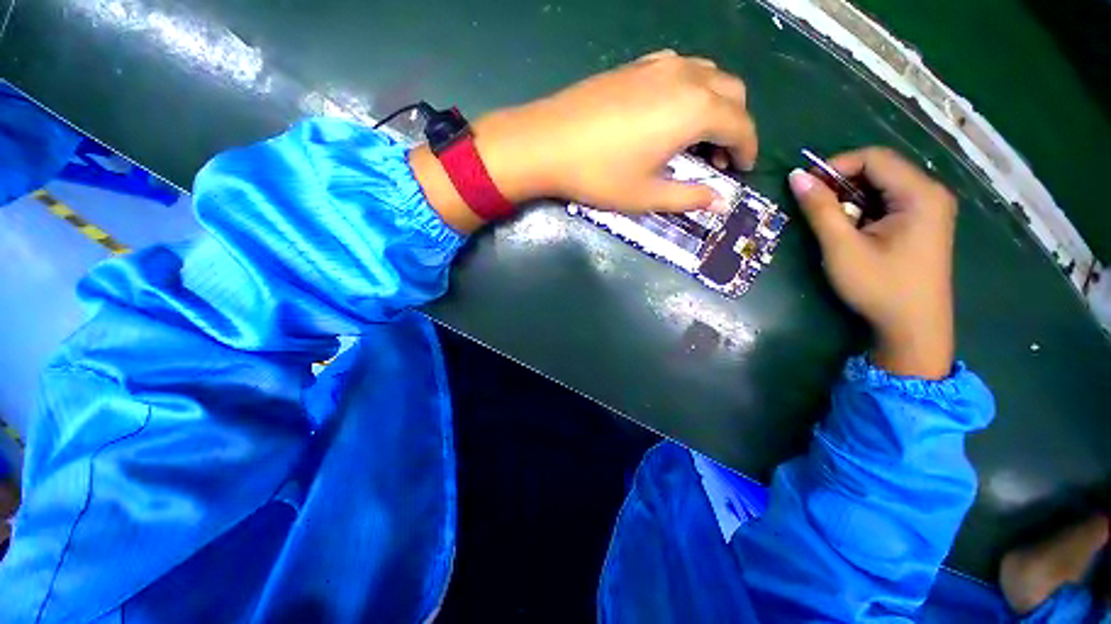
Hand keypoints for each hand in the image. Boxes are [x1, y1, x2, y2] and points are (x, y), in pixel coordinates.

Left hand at [412, 50, 757, 231]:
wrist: (546, 143)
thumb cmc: (599, 175)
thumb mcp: (646, 195)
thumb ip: (688, 197)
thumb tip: (721, 203)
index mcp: (694, 110)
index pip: (741, 125)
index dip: (748, 149)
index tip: (743, 170)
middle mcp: (685, 78)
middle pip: (732, 93)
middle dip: (736, 126)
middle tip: (719, 159)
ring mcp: (659, 65)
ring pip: (708, 76)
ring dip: (715, 105)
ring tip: (697, 139)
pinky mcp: (636, 65)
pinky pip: (680, 70)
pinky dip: (690, 90)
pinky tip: (670, 114)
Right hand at [788, 148, 956, 378]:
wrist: (913, 328)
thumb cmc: (879, 287)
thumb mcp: (842, 247)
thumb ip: (820, 209)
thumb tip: (796, 177)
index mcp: (919, 194)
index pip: (874, 158)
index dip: (835, 166)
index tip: (805, 187)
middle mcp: (930, 193)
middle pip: (880, 169)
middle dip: (841, 183)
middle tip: (813, 206)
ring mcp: (930, 209)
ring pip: (882, 186)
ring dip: (850, 198)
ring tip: (830, 222)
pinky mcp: (923, 224)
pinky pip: (888, 202)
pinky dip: (863, 209)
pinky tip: (851, 230)